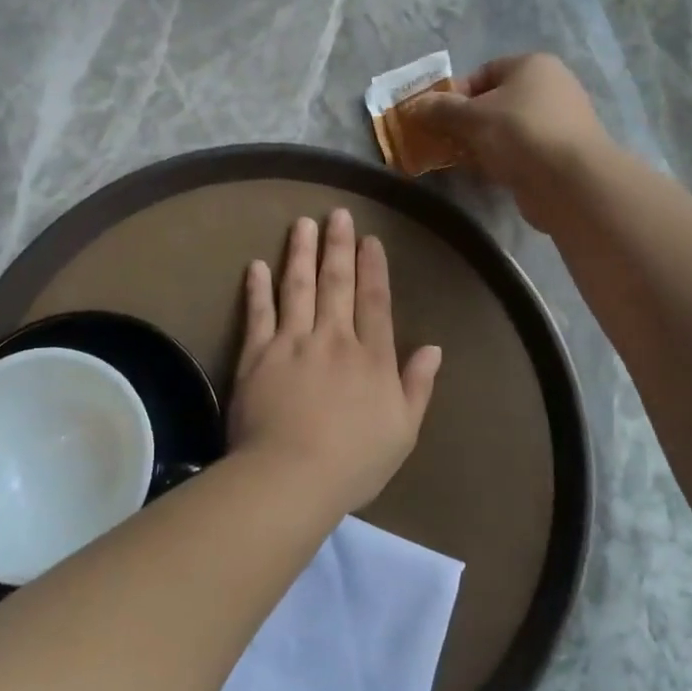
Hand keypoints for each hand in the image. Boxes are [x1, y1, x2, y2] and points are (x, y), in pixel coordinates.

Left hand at [229, 210, 441, 515]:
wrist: (291, 476)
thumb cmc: (354, 461)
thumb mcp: (403, 431)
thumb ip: (417, 386)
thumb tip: (434, 347)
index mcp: (371, 357)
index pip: (375, 301)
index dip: (373, 268)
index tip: (370, 239)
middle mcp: (333, 339)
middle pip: (337, 284)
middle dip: (338, 246)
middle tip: (337, 214)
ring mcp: (292, 343)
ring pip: (298, 287)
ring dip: (301, 253)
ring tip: (302, 224)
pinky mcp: (257, 355)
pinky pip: (258, 313)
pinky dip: (258, 288)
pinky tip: (257, 265)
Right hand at [404, 54, 611, 230]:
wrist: (570, 181)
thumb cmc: (520, 133)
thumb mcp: (472, 117)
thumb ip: (440, 109)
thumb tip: (414, 106)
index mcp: (533, 66)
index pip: (484, 72)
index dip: (456, 93)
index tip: (436, 116)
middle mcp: (550, 88)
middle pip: (495, 102)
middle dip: (465, 122)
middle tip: (442, 140)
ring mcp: (558, 123)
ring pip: (506, 130)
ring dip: (480, 144)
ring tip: (458, 160)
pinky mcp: (559, 155)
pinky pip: (520, 152)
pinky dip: (500, 161)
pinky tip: (483, 175)